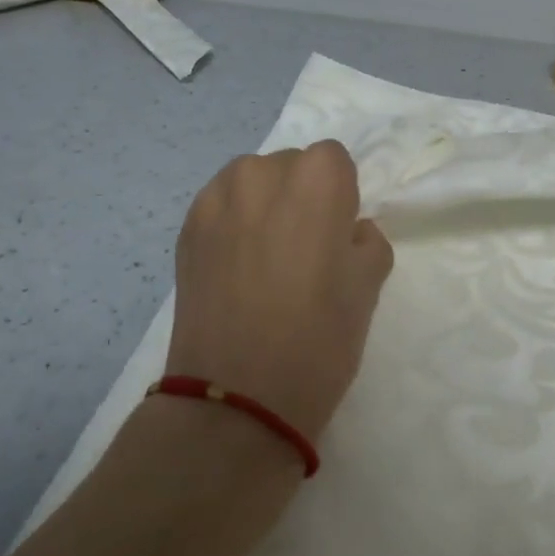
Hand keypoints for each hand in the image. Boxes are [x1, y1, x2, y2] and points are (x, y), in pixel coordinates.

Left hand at [167, 141, 393, 438]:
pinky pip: (221, 207)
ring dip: (263, 205)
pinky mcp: (185, 228)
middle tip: (303, 250)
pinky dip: (233, 224)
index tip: (337, 235)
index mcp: (316, 177)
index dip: (340, 196)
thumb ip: (367, 240)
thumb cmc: (319, 338)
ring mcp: (217, 198)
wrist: (236, 396)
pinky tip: (236, 269)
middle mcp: (263, 172)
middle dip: (300, 195)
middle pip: (290, 166)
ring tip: (264, 259)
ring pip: (252, 183)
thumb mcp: (369, 286)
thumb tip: (348, 232)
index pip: (334, 160)